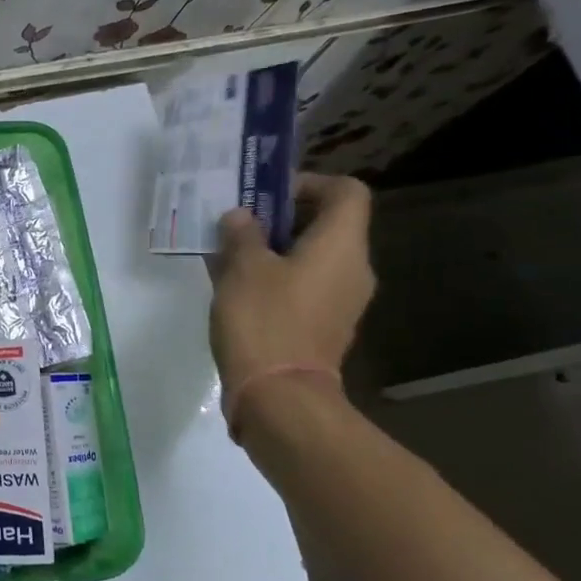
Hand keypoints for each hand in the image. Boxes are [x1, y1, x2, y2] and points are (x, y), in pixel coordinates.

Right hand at [206, 173, 375, 414]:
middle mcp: (352, 269)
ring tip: (228, 255)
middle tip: (237, 224)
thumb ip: (242, 234)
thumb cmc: (264, 320)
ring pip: (310, 257)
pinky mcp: (322, 327)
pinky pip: (303, 286)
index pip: (345, 192)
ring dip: (273, 250)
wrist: (279, 397)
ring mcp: (341, 301)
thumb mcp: (243, 268)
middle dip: (280, 219)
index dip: (308, 183)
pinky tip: (236, 288)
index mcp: (341, 245)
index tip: (267, 196)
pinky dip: (275, 278)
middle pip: (326, 225)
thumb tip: (241, 217)